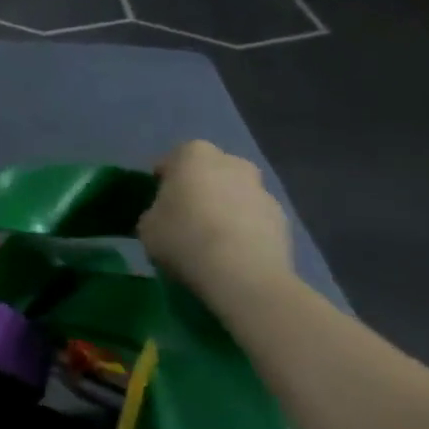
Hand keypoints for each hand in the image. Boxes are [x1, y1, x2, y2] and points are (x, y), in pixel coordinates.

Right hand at [137, 140, 293, 298]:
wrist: (242, 273)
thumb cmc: (183, 238)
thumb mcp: (147, 226)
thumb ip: (156, 213)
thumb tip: (165, 217)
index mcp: (194, 155)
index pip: (173, 159)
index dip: (164, 180)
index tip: (158, 201)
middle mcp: (232, 163)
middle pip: (210, 171)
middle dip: (200, 188)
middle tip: (185, 216)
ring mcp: (262, 190)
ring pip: (235, 194)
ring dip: (224, 208)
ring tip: (211, 240)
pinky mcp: (282, 219)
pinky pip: (254, 218)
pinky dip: (244, 229)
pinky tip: (232, 253)